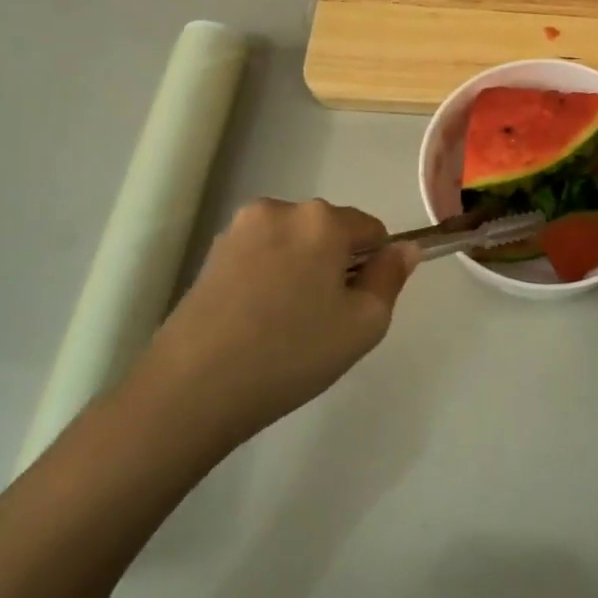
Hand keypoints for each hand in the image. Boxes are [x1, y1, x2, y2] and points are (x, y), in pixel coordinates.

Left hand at [143, 199, 419, 442]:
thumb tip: (404, 248)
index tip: (355, 307)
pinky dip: (270, 277)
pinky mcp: (213, 252)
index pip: (372, 229)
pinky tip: (256, 321)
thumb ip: (391, 277)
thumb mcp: (364, 324)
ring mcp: (241, 228)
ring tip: (284, 324)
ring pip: (294, 243)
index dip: (373, 268)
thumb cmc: (291, 353)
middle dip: (335, 265)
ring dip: (301, 269)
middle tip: (322, 320)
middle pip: (330, 232)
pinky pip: (262, 255)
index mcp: (322, 219)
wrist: (192, 388)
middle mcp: (281, 209)